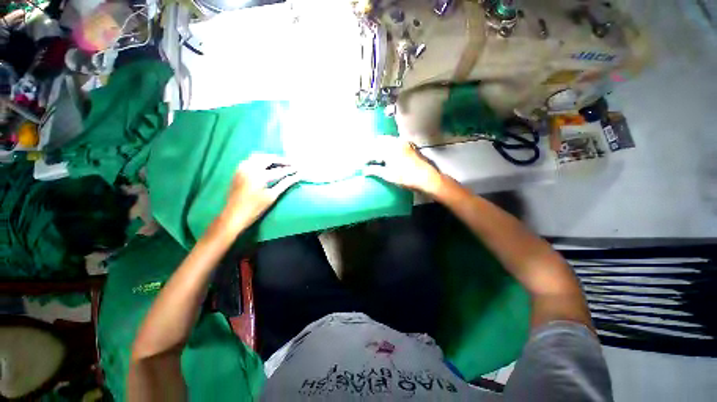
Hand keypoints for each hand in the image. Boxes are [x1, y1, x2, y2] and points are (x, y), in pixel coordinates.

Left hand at [220, 153, 299, 231]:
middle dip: (281, 160)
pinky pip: (250, 160)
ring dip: (270, 158)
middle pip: (268, 159)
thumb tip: (297, 176)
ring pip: (258, 156)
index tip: (299, 169)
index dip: (290, 170)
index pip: (279, 170)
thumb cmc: (255, 208)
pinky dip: (260, 160)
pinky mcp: (238, 171)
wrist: (233, 216)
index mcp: (258, 175)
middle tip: (291, 163)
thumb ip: (285, 184)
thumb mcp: (272, 196)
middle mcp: (249, 168)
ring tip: (280, 163)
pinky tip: (266, 165)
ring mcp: (242, 168)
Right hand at [363, 137, 443, 193]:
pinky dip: (388, 146)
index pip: (372, 151)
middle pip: (378, 141)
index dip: (366, 158)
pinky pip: (394, 142)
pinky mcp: (409, 145)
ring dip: (379, 146)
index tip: (362, 164)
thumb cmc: (406, 178)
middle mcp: (396, 142)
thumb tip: (364, 171)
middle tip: (368, 158)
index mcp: (389, 149)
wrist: (427, 178)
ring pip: (387, 140)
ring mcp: (403, 142)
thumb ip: (375, 171)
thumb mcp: (388, 176)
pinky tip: (388, 154)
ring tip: (376, 156)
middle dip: (371, 149)